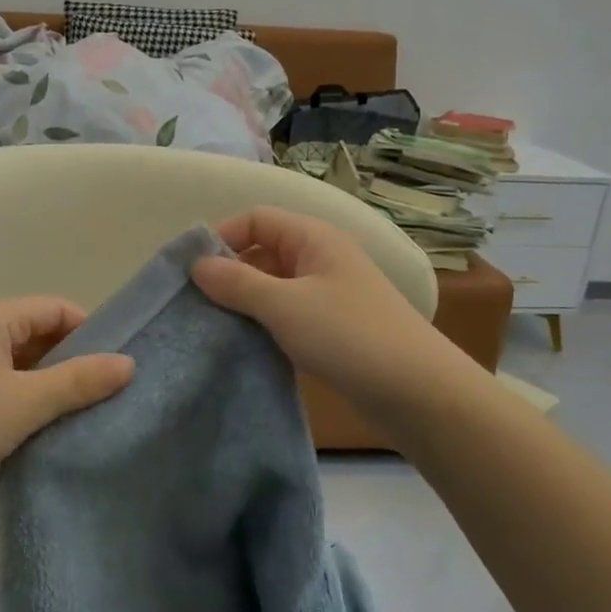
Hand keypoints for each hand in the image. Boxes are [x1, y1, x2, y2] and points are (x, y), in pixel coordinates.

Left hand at [0, 297, 133, 510]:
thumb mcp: (23, 404)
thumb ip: (79, 381)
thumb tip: (129, 363)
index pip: (57, 308)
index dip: (92, 333)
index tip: (117, 369)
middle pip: (38, 332)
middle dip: (71, 361)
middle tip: (104, 395)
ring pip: (18, 362)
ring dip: (47, 384)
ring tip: (78, 415)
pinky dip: (22, 399)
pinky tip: (38, 428)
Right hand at [191, 206, 471, 425]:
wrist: (419, 393)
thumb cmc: (348, 335)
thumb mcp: (285, 305)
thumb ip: (237, 283)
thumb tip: (196, 265)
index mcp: (314, 238)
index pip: (256, 218)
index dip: (222, 236)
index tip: (191, 271)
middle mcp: (322, 258)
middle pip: (263, 250)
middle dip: (229, 271)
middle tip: (197, 303)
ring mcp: (330, 294)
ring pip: (274, 285)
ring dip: (245, 301)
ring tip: (215, 326)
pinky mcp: (333, 328)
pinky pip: (288, 313)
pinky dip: (265, 323)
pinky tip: (246, 345)